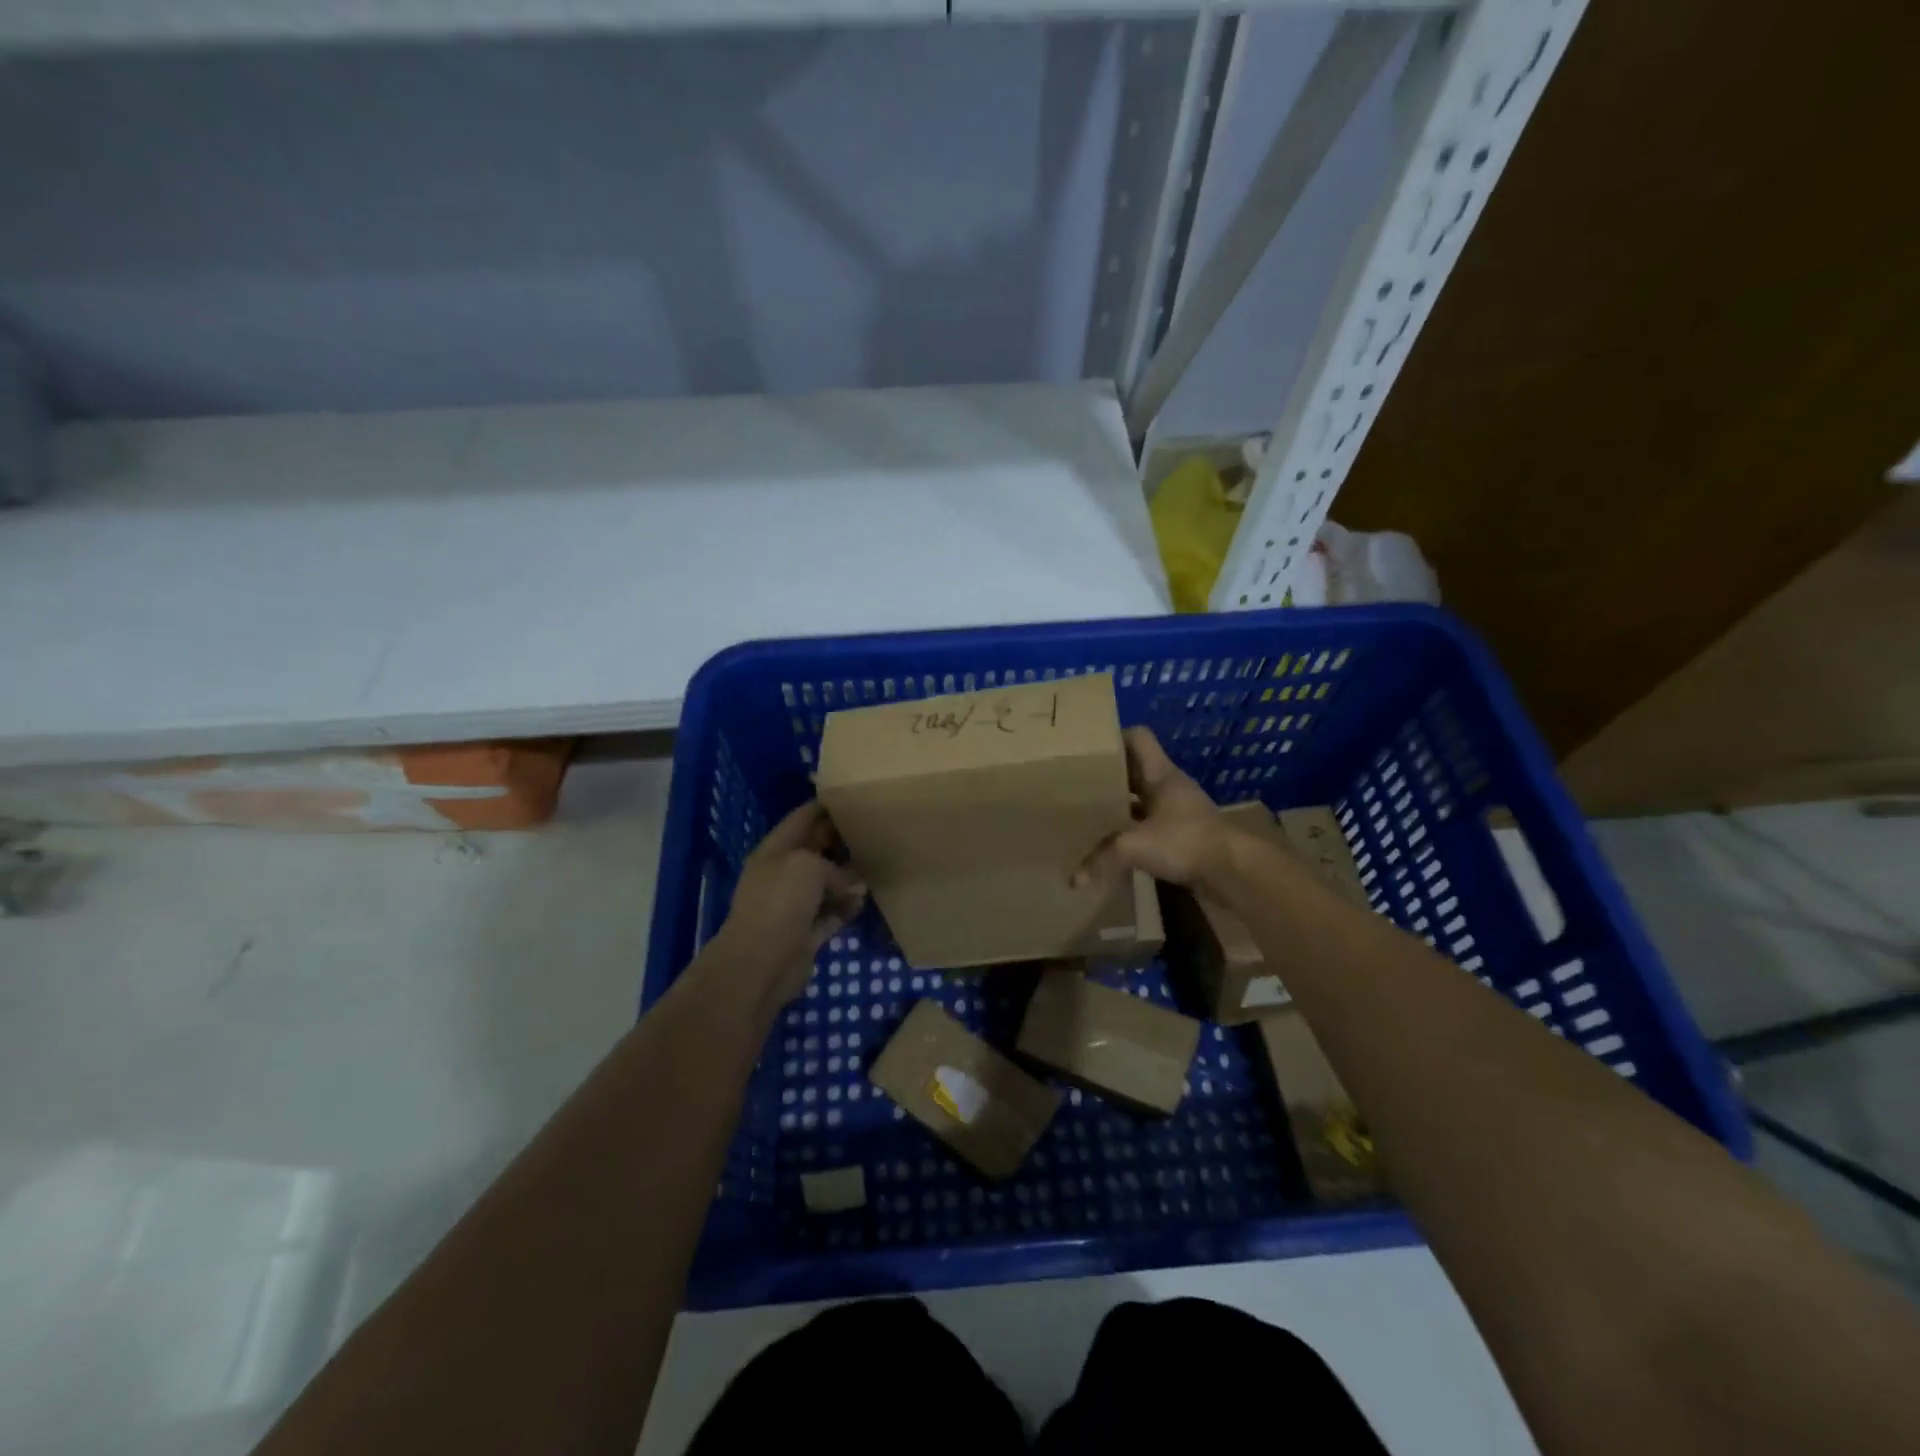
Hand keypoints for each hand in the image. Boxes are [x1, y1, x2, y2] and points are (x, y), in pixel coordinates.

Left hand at [715, 802, 865, 1004]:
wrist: (761, 963)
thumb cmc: (780, 902)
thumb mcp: (809, 866)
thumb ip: (834, 867)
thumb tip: (851, 884)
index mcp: (775, 850)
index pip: (802, 820)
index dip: (824, 807)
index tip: (852, 797)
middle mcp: (783, 874)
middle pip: (816, 851)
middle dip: (841, 841)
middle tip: (874, 830)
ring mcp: (794, 905)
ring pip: (827, 883)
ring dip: (848, 878)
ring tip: (877, 865)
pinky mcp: (807, 932)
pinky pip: (832, 913)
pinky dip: (847, 907)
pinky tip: (865, 900)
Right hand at [1074, 727, 1228, 888]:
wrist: (1234, 871)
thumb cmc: (1186, 842)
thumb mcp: (1136, 846)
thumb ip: (1102, 858)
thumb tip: (1073, 879)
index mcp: (1160, 774)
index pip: (1137, 738)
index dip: (1113, 738)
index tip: (1087, 750)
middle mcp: (1169, 786)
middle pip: (1134, 769)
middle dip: (1108, 775)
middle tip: (1078, 783)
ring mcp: (1177, 810)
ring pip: (1141, 798)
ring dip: (1120, 803)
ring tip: (1090, 812)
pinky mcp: (1182, 834)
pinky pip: (1149, 823)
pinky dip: (1132, 828)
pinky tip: (1114, 842)